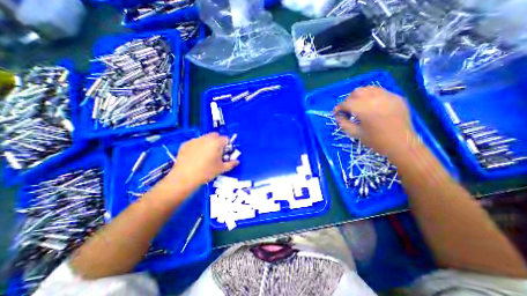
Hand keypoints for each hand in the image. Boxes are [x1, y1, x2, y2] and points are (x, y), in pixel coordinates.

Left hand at [165, 133, 239, 191]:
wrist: (184, 177)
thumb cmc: (206, 172)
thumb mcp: (221, 169)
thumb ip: (231, 164)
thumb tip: (237, 162)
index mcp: (216, 143)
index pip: (225, 138)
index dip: (227, 144)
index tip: (225, 152)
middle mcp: (206, 138)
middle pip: (215, 135)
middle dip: (218, 141)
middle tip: (217, 152)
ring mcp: (194, 140)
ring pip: (205, 137)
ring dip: (208, 142)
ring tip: (205, 154)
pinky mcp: (185, 144)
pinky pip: (195, 142)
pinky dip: (198, 146)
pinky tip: (195, 156)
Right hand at [333, 87, 420, 158]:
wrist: (402, 144)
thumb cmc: (376, 141)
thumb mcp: (356, 133)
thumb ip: (343, 123)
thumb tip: (338, 116)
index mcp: (364, 109)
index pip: (346, 103)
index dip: (338, 108)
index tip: (336, 113)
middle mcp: (375, 98)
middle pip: (355, 93)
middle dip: (348, 101)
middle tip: (347, 110)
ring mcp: (387, 96)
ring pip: (367, 89)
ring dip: (359, 96)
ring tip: (358, 105)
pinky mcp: (395, 97)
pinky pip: (379, 91)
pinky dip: (371, 95)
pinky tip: (370, 104)